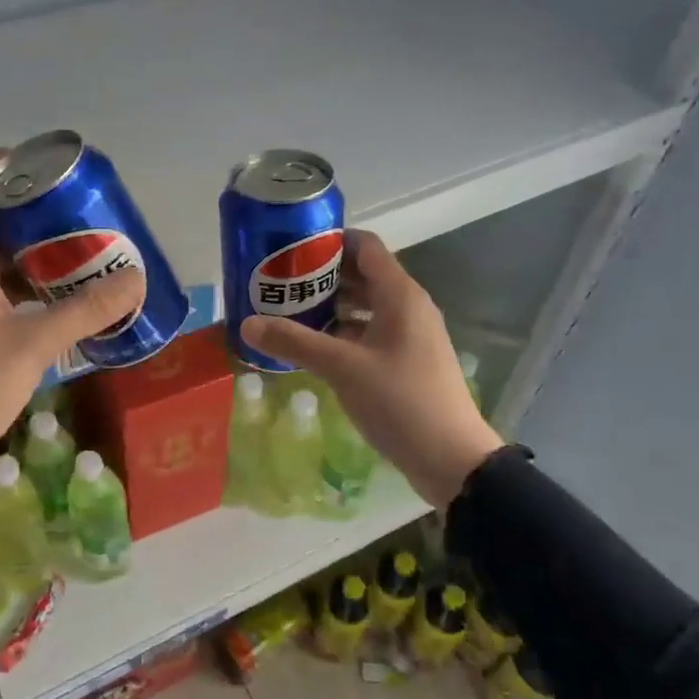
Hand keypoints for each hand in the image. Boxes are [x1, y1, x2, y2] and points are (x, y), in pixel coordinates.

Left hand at [0, 152, 145, 475]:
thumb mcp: (32, 347)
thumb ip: (84, 312)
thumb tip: (134, 279)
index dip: (0, 163)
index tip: (43, 164)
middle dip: (39, 212)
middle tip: (84, 215)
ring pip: (1, 259)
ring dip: (40, 253)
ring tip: (86, 256)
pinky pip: (2, 291)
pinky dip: (33, 287)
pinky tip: (64, 303)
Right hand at [241, 230, 502, 508]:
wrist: (451, 458)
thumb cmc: (400, 401)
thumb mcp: (342, 368)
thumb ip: (295, 342)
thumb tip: (247, 323)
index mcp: (400, 295)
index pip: (365, 246)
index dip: (330, 240)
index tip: (292, 247)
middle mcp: (409, 306)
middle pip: (364, 274)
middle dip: (323, 275)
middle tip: (281, 282)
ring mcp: (411, 335)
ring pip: (367, 306)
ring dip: (332, 305)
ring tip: (290, 311)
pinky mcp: (409, 360)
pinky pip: (372, 332)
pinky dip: (345, 332)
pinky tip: (316, 346)